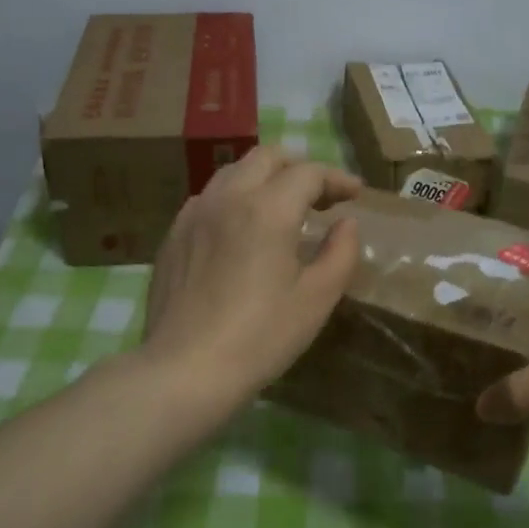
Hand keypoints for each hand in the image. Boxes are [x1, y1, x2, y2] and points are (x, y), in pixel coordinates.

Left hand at [137, 146, 361, 414]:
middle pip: (266, 157)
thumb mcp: (316, 299)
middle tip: (320, 197)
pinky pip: (209, 197)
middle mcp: (228, 198)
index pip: (308, 173)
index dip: (336, 179)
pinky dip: (234, 198)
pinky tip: (241, 229)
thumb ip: (340, 253)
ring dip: (264, 178)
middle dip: (299, 168)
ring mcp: (194, 213)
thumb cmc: (260, 337)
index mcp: (267, 209)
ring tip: (281, 208)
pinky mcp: (173, 234)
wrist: (185, 369)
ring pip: (233, 172)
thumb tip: (346, 224)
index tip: (354, 194)